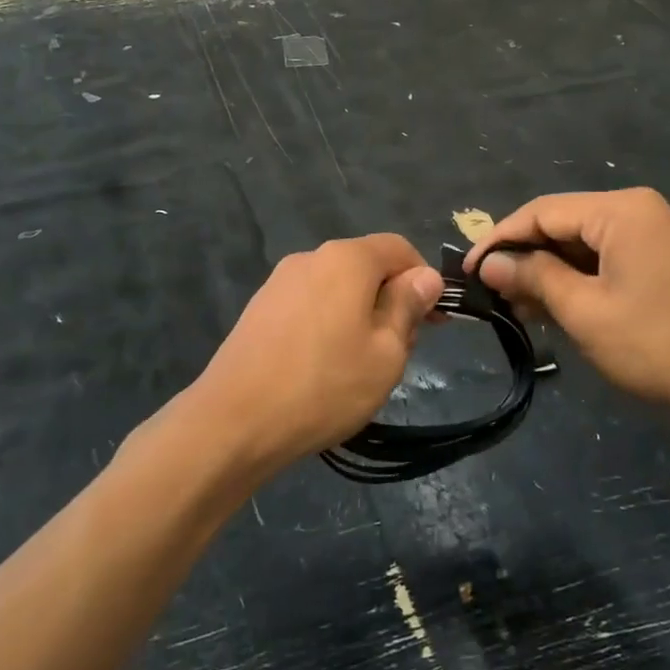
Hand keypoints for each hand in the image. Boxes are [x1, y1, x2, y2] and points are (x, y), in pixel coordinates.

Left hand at [185, 234, 443, 481]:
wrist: (234, 421)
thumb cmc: (324, 386)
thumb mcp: (386, 352)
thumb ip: (408, 306)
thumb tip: (426, 277)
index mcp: (346, 259)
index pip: (399, 248)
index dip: (424, 280)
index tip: (435, 322)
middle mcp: (310, 258)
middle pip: (366, 267)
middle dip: (390, 301)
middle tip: (399, 353)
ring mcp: (279, 283)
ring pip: (336, 289)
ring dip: (359, 316)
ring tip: (360, 367)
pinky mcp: (259, 309)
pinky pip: (309, 306)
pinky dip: (328, 326)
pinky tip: (323, 369)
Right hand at [466, 189, 669, 431]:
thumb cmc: (660, 346)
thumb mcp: (585, 312)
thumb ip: (533, 277)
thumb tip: (489, 262)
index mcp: (620, 210)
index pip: (541, 211)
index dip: (499, 240)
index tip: (467, 272)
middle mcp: (637, 210)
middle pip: (561, 224)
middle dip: (523, 258)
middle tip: (490, 295)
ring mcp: (653, 235)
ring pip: (580, 245)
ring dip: (547, 274)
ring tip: (515, 307)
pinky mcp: (661, 261)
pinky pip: (604, 261)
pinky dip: (576, 282)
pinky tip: (553, 309)